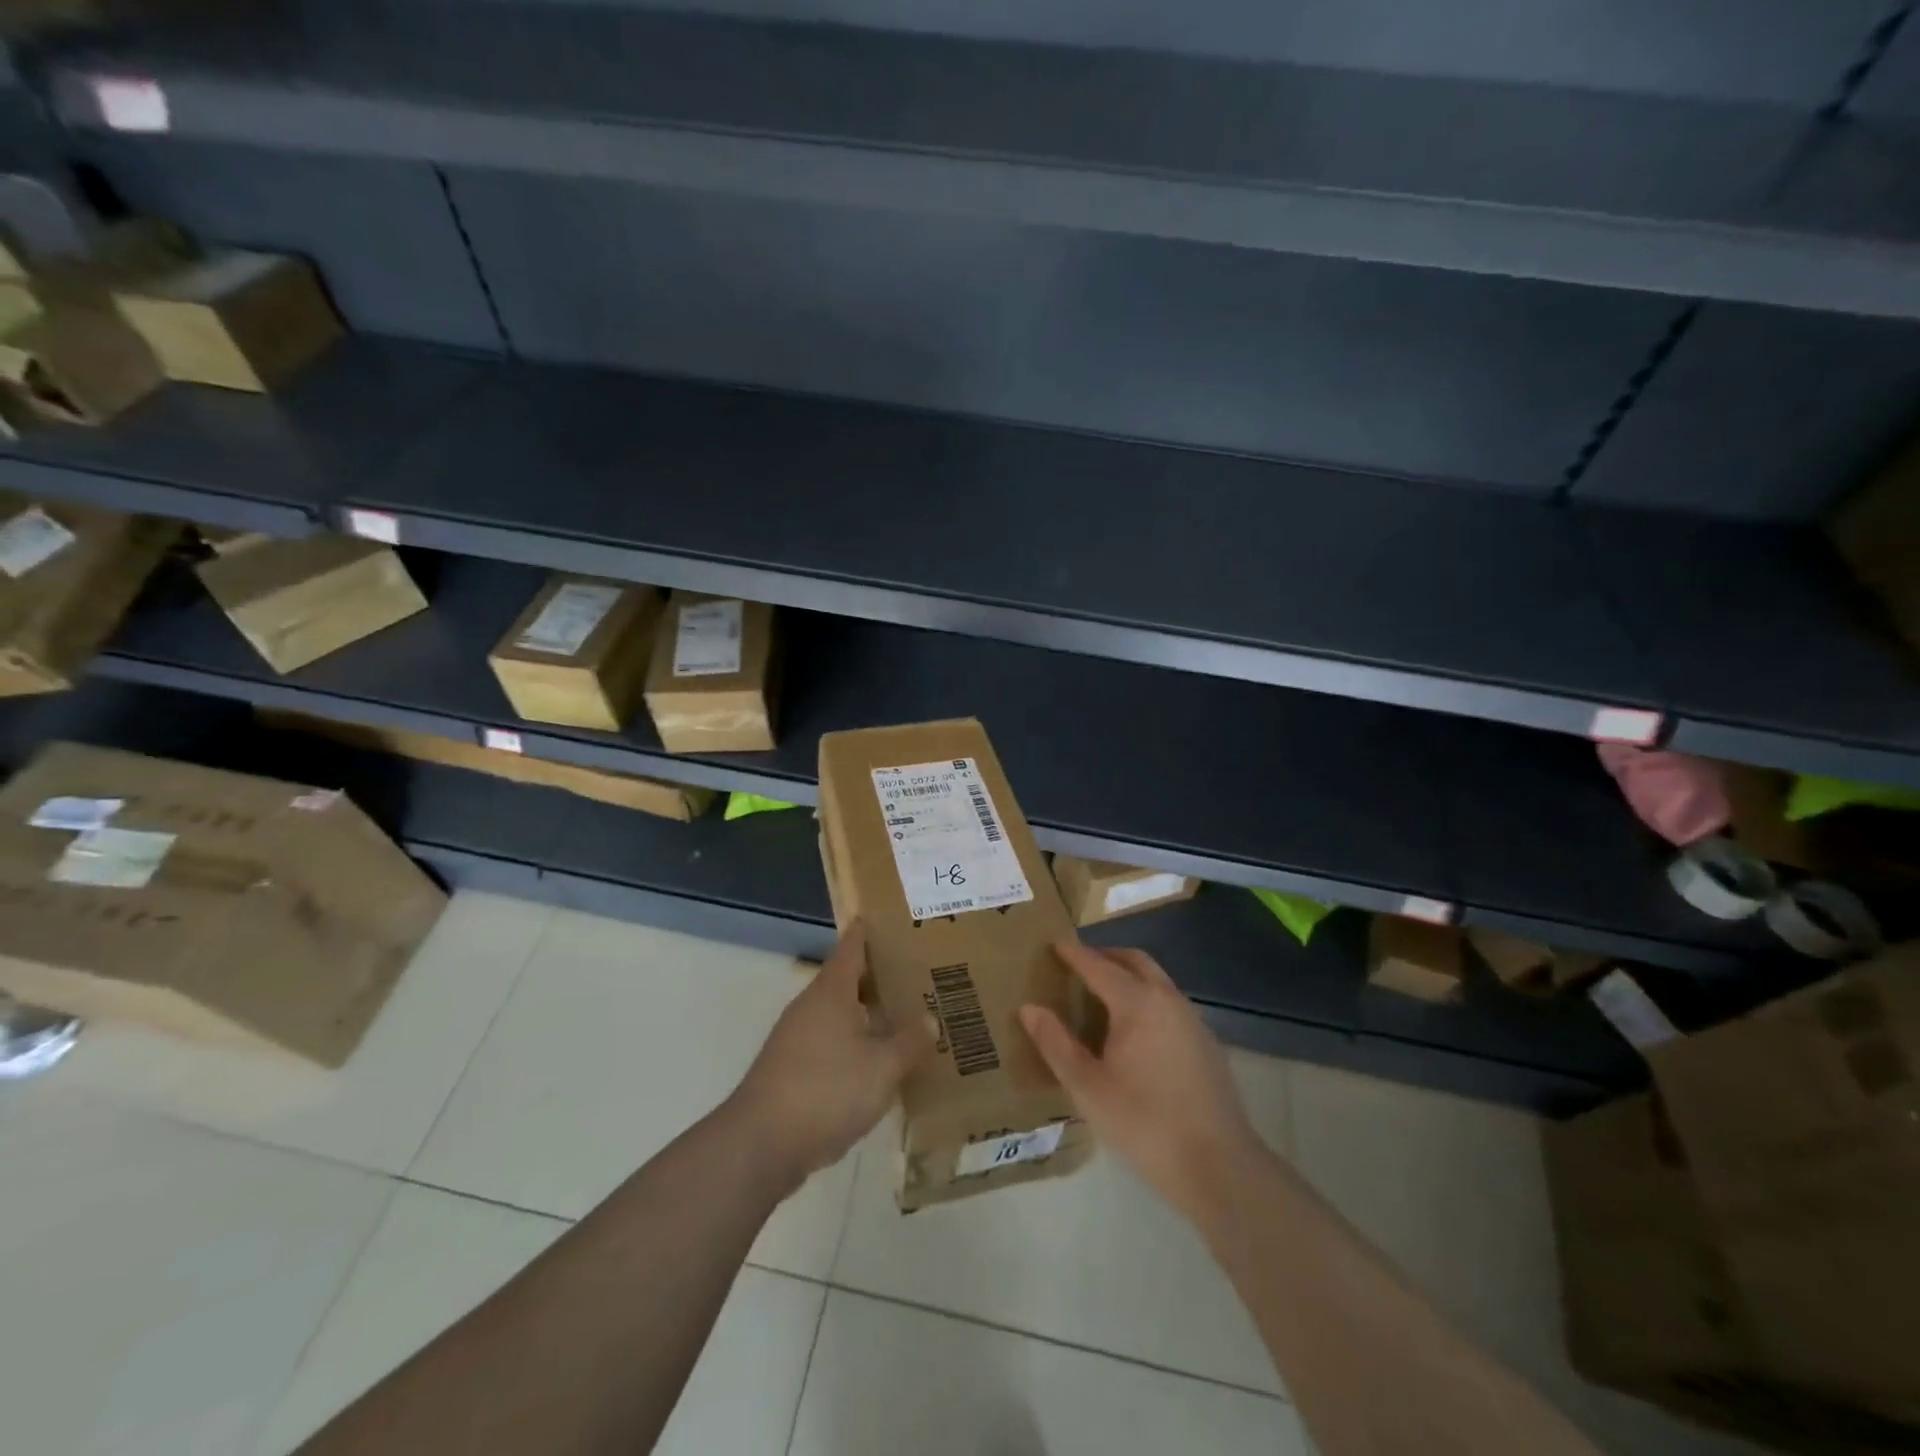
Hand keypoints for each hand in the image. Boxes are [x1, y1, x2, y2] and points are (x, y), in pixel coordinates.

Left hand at [730, 923, 934, 1193]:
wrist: (761, 1145)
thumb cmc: (826, 1090)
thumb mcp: (882, 1067)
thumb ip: (909, 1041)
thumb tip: (930, 1019)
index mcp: (831, 991)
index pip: (852, 946)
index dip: (872, 931)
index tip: (896, 922)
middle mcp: (810, 1006)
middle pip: (848, 980)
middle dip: (880, 977)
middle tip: (919, 975)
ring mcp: (796, 1039)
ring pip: (840, 1015)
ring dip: (869, 1015)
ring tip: (907, 1020)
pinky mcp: (791, 1070)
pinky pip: (831, 1045)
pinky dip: (855, 1046)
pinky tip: (878, 1065)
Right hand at [1021, 941, 1261, 1224]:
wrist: (1218, 1164)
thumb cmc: (1144, 1122)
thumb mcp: (1087, 1087)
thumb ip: (1056, 1044)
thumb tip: (1030, 1008)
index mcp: (1137, 1002)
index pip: (1098, 965)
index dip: (1074, 953)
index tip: (1054, 944)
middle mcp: (1167, 999)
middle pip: (1134, 961)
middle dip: (1105, 955)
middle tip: (1079, 964)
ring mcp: (1192, 1019)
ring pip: (1156, 980)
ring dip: (1129, 975)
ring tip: (1102, 994)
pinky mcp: (1206, 1042)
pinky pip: (1169, 1002)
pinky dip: (1146, 997)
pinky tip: (1134, 1030)